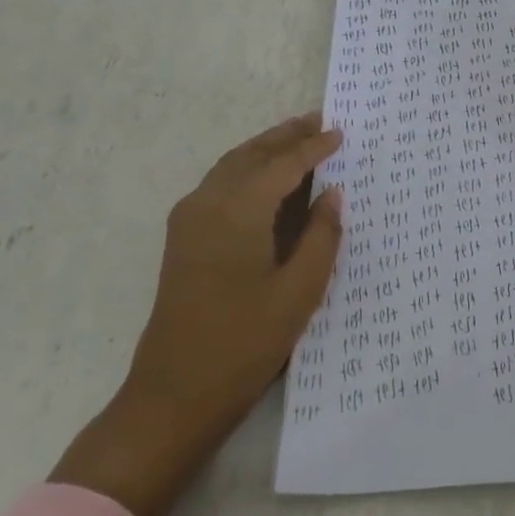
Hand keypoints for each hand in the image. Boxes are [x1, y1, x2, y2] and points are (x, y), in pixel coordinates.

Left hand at [50, 113, 344, 515]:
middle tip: (320, 120)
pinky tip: (269, 178)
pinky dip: (248, 169)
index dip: (313, 147)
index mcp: (237, 212)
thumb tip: (332, 194)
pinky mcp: (184, 238)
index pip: (282, 165)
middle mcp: (207, 204)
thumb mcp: (300, 291)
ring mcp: (189, 221)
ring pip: (231, 166)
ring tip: (298, 138)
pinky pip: (221, 184)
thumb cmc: (245, 343)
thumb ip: (322, 236)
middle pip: (250, 155)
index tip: (341, 132)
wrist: (174, 394)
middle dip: (285, 136)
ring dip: (265, 149)